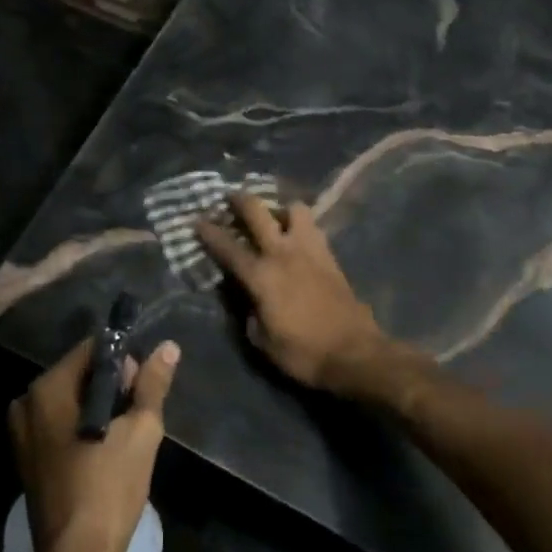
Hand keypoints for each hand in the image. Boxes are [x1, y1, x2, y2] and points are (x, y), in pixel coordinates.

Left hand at [9, 337, 178, 551]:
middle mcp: (26, 402)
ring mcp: (21, 432)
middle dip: (112, 385)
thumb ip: (152, 385)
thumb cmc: (109, 489)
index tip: (143, 387)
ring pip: (72, 399)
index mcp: (47, 389)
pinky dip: (84, 425)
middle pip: (80, 373)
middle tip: (138, 414)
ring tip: (126, 434)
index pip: (92, 349)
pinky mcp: (27, 456)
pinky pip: (61, 423)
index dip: (124, 360)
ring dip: (101, 407)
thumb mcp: (140, 431)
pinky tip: (105, 450)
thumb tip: (168, 347)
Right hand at [195, 193, 390, 391]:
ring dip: (280, 208)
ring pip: (294, 209)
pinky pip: (312, 227)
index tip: (197, 220)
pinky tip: (296, 234)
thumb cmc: (303, 352)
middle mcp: (283, 253)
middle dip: (240, 201)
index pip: (228, 247)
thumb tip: (246, 297)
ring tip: (274, 216)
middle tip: (231, 198)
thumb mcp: (262, 340)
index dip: (209, 232)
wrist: (354, 353)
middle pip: (258, 212)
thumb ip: (248, 312)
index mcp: (261, 276)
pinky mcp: (330, 256)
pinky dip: (300, 224)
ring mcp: (310, 250)